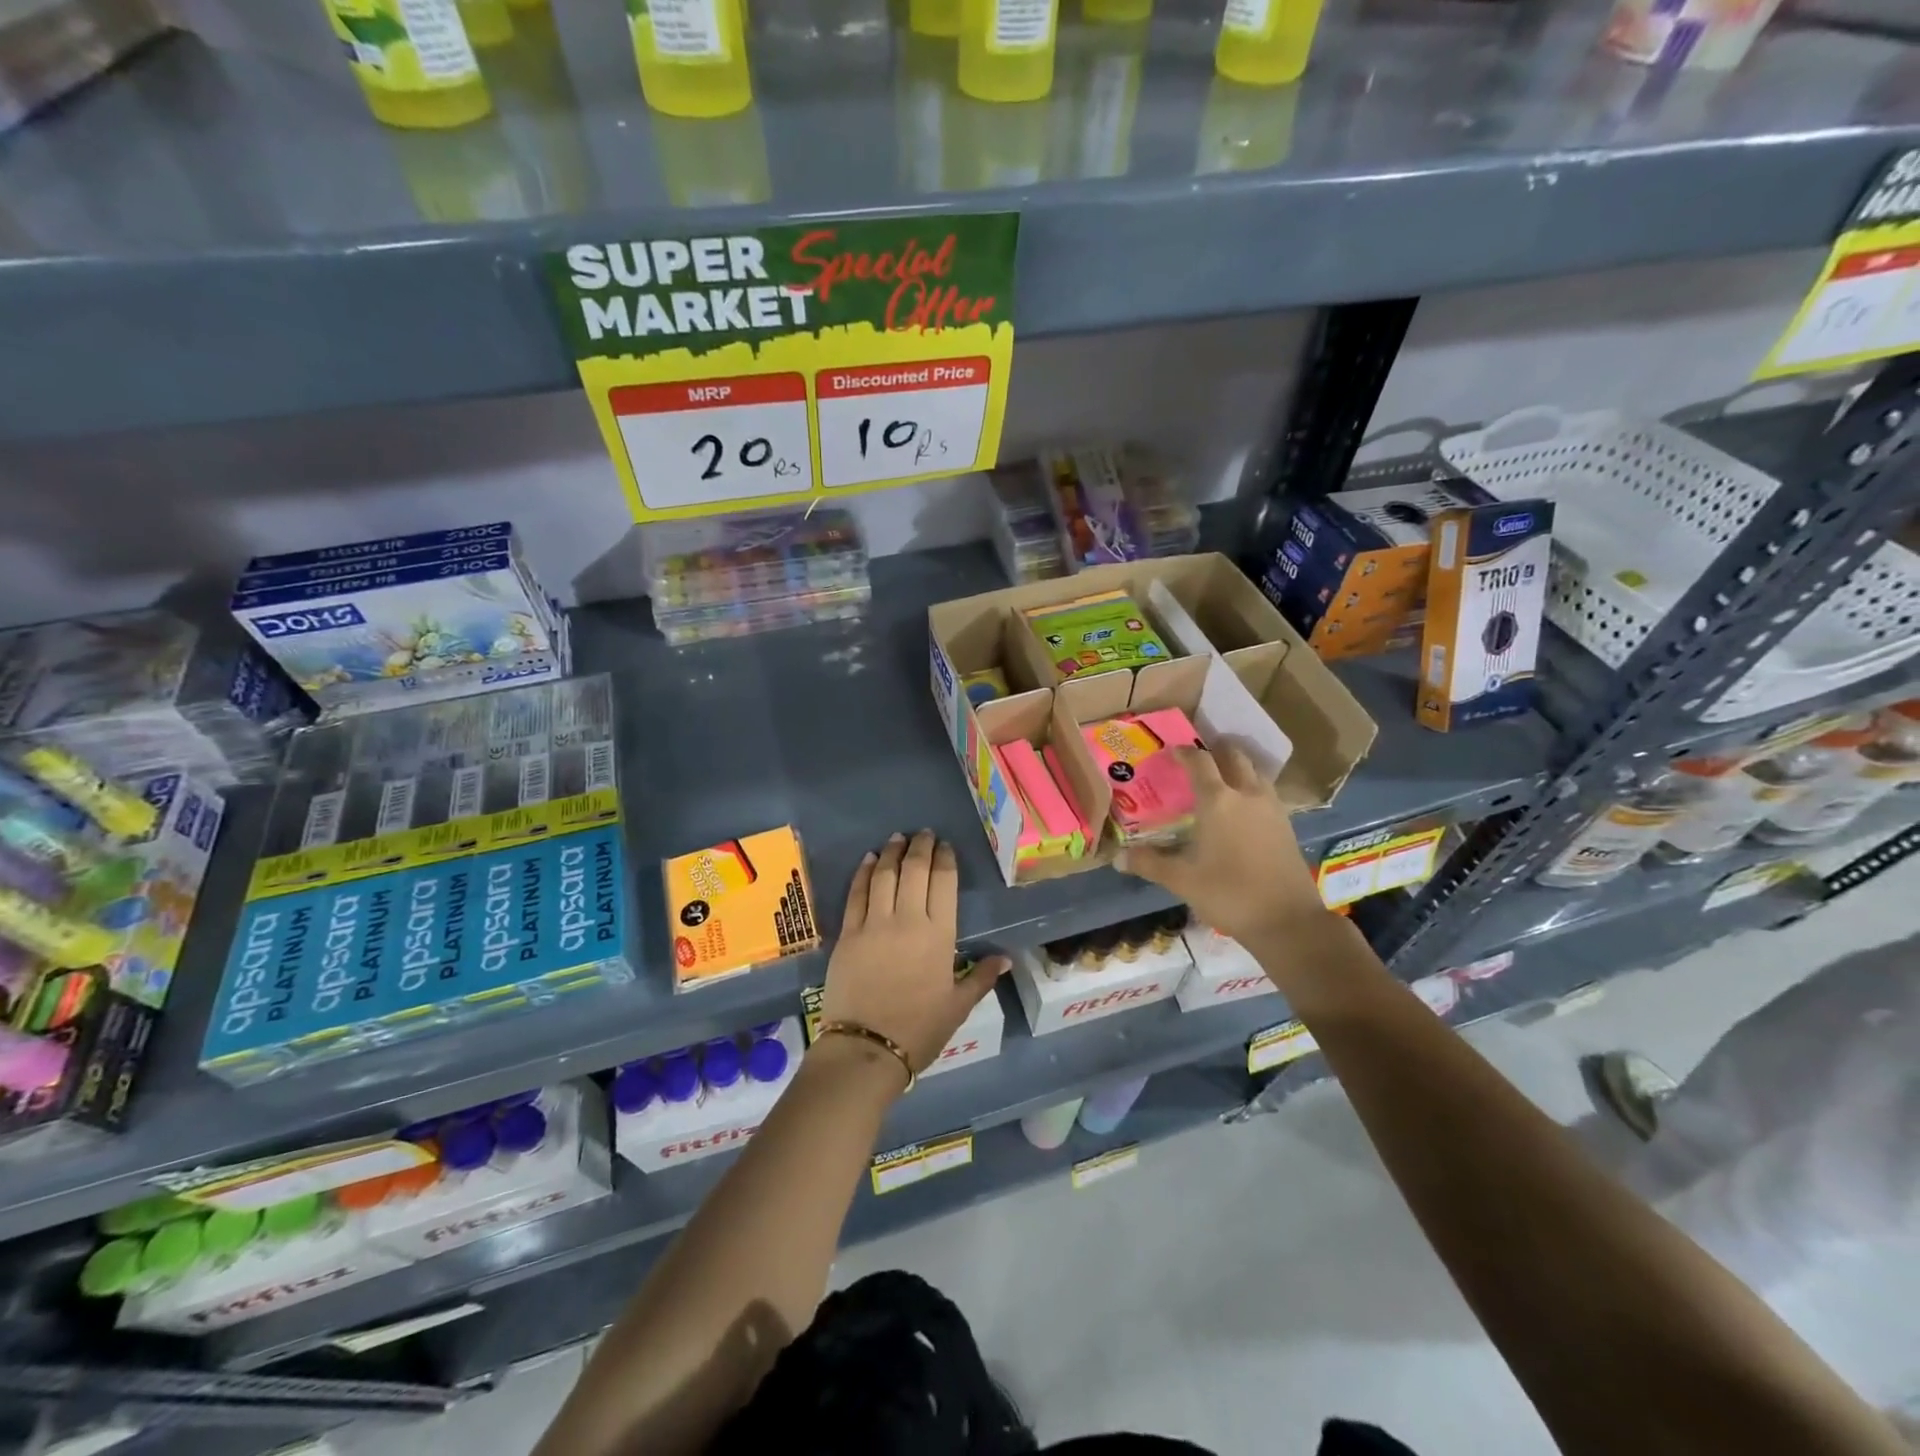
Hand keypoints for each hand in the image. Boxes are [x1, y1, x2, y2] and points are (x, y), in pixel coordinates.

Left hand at [821, 830, 1008, 1080]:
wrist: (867, 1048)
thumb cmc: (919, 1030)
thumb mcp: (958, 1006)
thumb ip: (982, 977)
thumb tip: (1006, 958)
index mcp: (939, 935)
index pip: (944, 883)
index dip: (945, 859)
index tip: (945, 846)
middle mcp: (908, 920)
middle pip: (914, 871)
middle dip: (920, 847)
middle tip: (923, 834)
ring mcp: (874, 924)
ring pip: (884, 875)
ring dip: (892, 852)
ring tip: (898, 838)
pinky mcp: (848, 933)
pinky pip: (856, 894)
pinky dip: (863, 873)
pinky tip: (869, 860)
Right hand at [1116, 744, 1329, 947]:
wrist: (1287, 920)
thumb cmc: (1228, 893)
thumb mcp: (1181, 880)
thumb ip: (1149, 864)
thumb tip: (1117, 858)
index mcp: (1218, 800)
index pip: (1199, 761)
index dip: (1183, 752)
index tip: (1170, 752)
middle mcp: (1247, 794)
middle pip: (1234, 756)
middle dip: (1215, 750)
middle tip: (1198, 757)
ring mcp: (1271, 808)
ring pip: (1254, 772)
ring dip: (1237, 767)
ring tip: (1220, 778)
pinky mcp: (1286, 824)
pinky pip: (1266, 792)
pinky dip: (1251, 788)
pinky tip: (1241, 809)